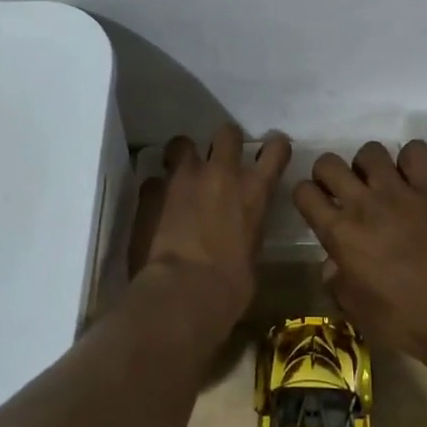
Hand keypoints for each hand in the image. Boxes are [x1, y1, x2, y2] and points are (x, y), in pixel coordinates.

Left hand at [130, 126, 292, 331]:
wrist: (181, 293)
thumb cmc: (229, 288)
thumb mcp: (252, 256)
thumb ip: (247, 231)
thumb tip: (239, 234)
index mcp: (254, 191)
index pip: (276, 149)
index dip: (274, 147)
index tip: (270, 152)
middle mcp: (221, 173)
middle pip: (227, 133)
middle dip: (224, 142)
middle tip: (218, 159)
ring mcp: (182, 178)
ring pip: (181, 143)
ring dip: (182, 156)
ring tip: (179, 174)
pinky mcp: (151, 191)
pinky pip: (153, 179)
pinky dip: (156, 190)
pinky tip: (155, 206)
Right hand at [292, 140, 426, 358]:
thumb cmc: (400, 320)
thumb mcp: (353, 307)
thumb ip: (335, 278)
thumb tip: (332, 262)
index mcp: (338, 233)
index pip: (303, 191)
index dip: (307, 195)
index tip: (318, 205)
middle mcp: (362, 204)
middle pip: (328, 162)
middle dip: (330, 173)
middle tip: (344, 191)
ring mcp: (397, 192)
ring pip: (370, 151)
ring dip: (369, 165)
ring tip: (380, 182)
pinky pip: (415, 151)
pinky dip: (411, 158)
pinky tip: (412, 177)